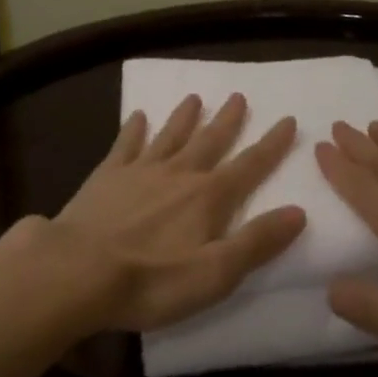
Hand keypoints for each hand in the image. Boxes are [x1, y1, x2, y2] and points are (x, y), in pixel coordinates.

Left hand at [41, 93, 306, 333]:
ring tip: (194, 97)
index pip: (250, 165)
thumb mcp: (216, 273)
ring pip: (170, 135)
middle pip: (210, 141)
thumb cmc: (152, 280)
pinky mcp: (107, 176)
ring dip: (184, 117)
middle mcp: (179, 173)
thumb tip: (299, 211)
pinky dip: (133, 129)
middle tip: (238, 96)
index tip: (288, 120)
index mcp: (209, 197)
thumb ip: (257, 241)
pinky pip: (125, 144)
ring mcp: (141, 170)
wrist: (79, 271)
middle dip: (228, 120)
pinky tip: (136, 116)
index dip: (272, 144)